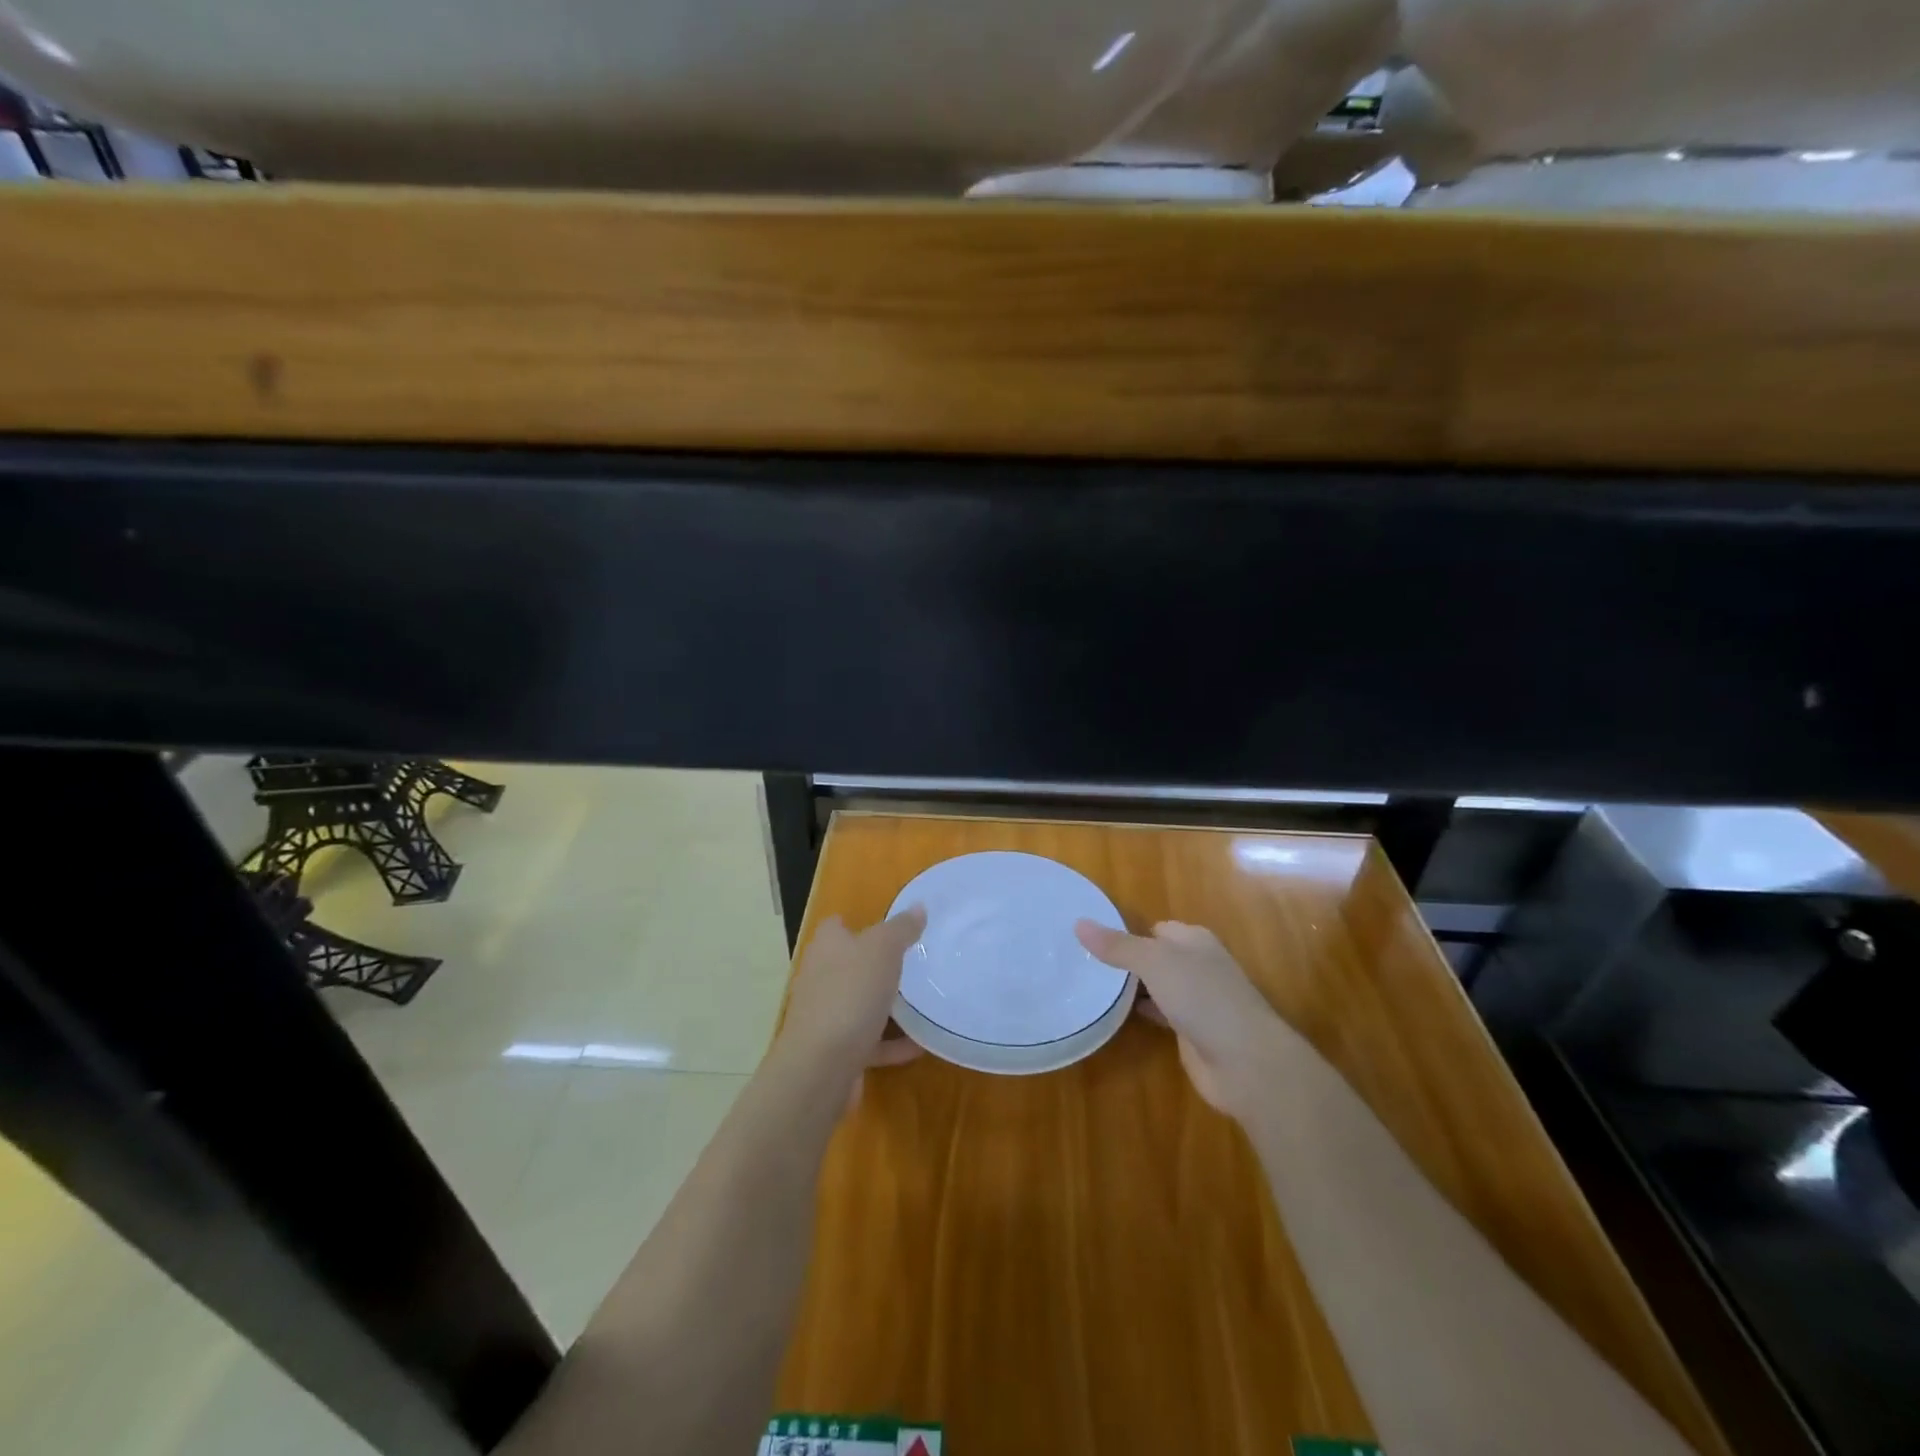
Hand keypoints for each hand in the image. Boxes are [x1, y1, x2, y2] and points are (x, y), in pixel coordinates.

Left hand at [775, 907, 926, 1095]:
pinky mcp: (836, 1051)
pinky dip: (892, 1043)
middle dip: (877, 964)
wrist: (821, 1067)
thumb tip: (918, 907)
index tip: (893, 928)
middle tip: (915, 963)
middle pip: (850, 964)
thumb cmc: (851, 994)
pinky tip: (921, 1044)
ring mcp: (826, 1016)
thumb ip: (901, 928)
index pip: (838, 925)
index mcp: (827, 947)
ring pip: (859, 1004)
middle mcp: (821, 977)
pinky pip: (870, 1041)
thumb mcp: (883, 950)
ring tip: (923, 1002)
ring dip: (886, 1005)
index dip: (861, 922)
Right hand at [1076, 919, 1291, 1122]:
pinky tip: (1114, 1013)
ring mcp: (1196, 1000)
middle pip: (1155, 956)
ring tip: (1090, 985)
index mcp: (1194, 940)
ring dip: (1132, 987)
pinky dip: (1140, 1011)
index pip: (1155, 928)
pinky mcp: (1191, 1031)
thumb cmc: (1203, 998)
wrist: (1245, 1062)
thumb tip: (1079, 923)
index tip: (1090, 938)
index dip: (1126, 931)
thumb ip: (1118, 946)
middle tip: (1082, 962)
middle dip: (1126, 959)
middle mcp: (1197, 965)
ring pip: (1156, 985)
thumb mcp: (1155, 963)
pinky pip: (1159, 1013)